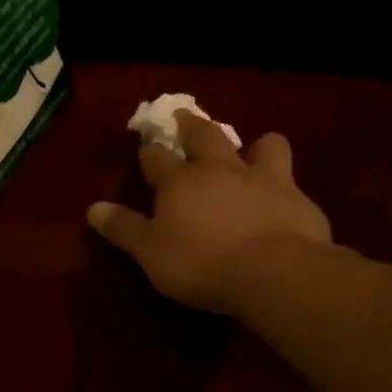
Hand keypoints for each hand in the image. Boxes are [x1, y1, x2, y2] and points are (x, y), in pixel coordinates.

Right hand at [87, 110, 332, 313]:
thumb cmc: (200, 263)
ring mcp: (264, 179)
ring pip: (263, 145)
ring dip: (255, 145)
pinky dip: (283, 186)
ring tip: (252, 151)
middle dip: (192, 126)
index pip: (157, 158)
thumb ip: (123, 228)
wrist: (273, 273)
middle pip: (205, 136)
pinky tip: (282, 201)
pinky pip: (291, 181)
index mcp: (180, 182)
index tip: (145, 148)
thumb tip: (93, 208)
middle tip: (186, 118)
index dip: (149, 153)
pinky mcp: (298, 199)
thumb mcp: (149, 251)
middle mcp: (221, 169)